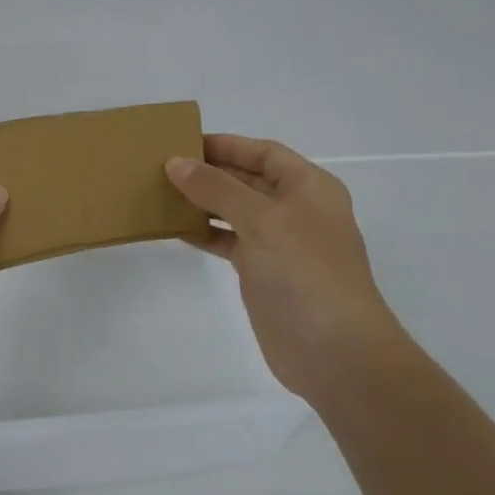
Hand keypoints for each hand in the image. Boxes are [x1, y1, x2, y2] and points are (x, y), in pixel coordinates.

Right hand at [167, 135, 403, 401]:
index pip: (263, 153)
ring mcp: (279, 242)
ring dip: (202, 202)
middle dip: (209, 172)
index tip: (182, 142)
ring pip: (234, 210)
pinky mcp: (263, 271)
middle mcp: (295, 209)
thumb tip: (176, 163)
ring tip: (160, 194)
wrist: (334, 351)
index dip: (226, 145)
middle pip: (247, 179)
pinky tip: (175, 229)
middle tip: (161, 167)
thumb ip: (217, 189)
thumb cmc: (306, 273)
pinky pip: (228, 240)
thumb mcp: (262, 220)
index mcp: (309, 188)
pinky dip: (204, 232)